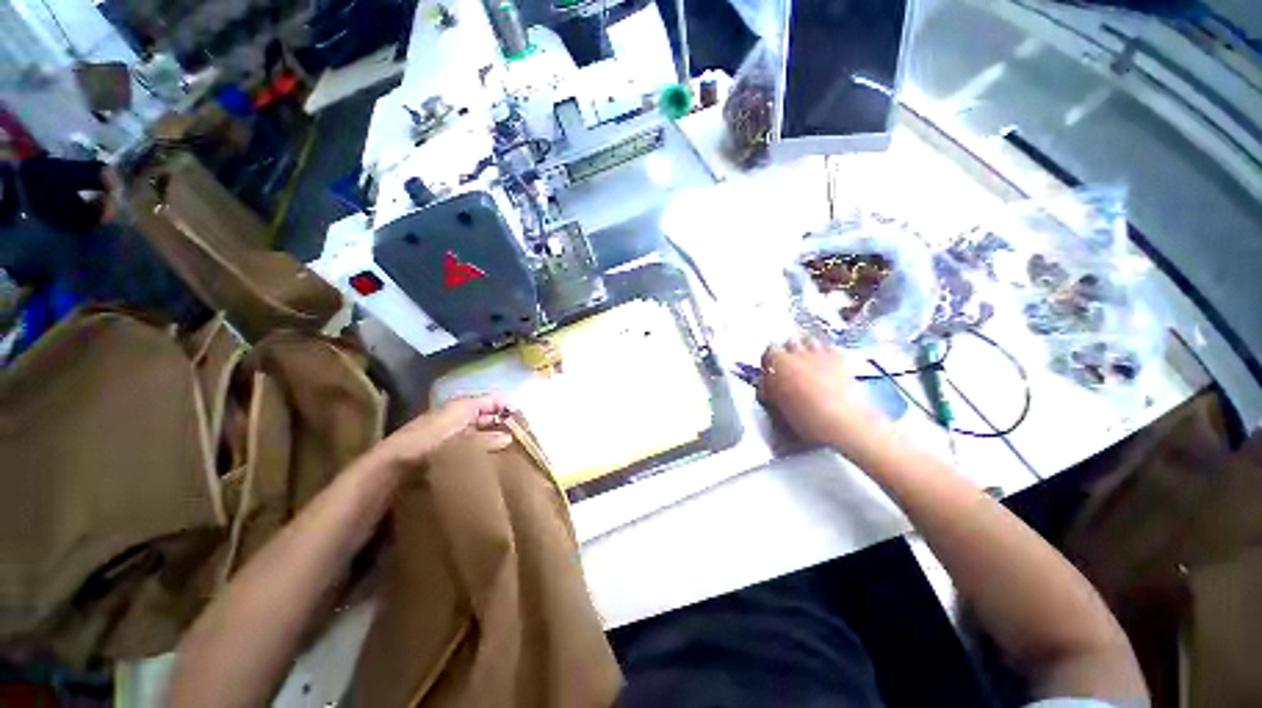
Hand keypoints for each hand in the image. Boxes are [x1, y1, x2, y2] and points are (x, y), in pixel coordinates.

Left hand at [376, 395, 509, 466]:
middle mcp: (456, 417)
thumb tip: (509, 437)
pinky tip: (489, 462)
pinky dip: (481, 451)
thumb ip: (485, 437)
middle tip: (522, 439)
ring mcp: (449, 435)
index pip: (492, 401)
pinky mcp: (443, 452)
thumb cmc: (425, 445)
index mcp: (461, 407)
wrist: (388, 468)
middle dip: (504, 424)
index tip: (526, 421)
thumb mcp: (458, 438)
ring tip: (510, 452)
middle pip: (487, 416)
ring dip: (493, 439)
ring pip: (479, 433)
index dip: (509, 408)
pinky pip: (469, 447)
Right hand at [759, 336, 886, 452]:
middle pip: (790, 342)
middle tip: (789, 364)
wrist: (839, 419)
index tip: (769, 369)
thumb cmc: (802, 413)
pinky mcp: (841, 359)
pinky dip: (826, 352)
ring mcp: (820, 353)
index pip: (768, 352)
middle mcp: (798, 352)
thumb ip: (768, 388)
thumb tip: (766, 383)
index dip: (768, 360)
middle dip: (788, 350)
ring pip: (810, 341)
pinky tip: (827, 363)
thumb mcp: (776, 402)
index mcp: (778, 362)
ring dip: (807, 347)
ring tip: (807, 360)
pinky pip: (830, 347)